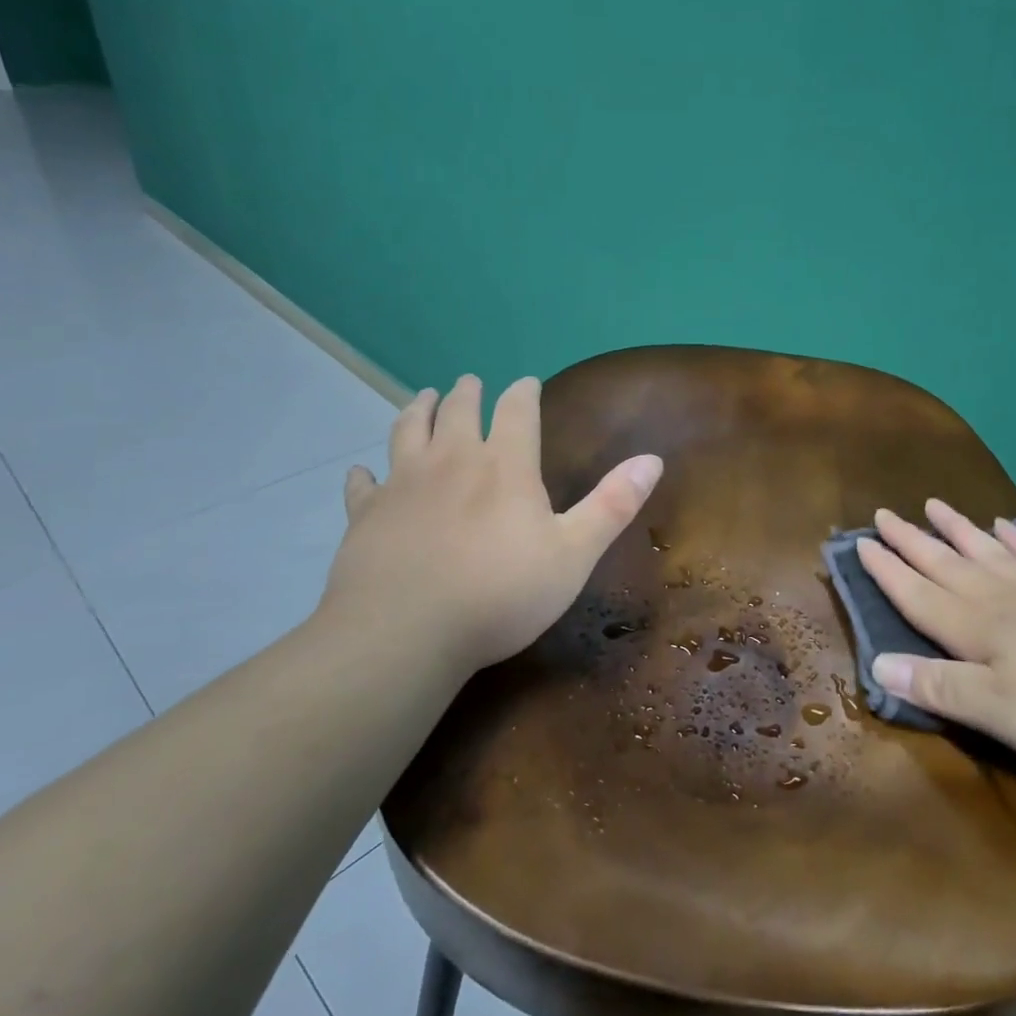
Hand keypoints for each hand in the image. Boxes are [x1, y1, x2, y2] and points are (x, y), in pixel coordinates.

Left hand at [317, 374, 662, 676]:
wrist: (406, 633)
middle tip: (470, 381)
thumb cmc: (501, 593)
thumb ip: (613, 504)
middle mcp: (452, 461)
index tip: (527, 382)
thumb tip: (653, 459)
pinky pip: (364, 486)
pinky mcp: (367, 516)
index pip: (517, 410)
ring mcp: (403, 485)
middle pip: (459, 411)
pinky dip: (364, 476)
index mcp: (505, 466)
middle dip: (469, 393)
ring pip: (408, 431)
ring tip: (425, 397)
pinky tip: (362, 473)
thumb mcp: (574, 553)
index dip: (524, 392)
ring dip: (419, 410)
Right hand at [857, 501, 1015, 778]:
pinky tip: (1010, 526)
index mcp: (977, 630)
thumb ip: (939, 687)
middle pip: (947, 564)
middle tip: (885, 513)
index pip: (918, 595)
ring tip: (935, 505)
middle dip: (912, 542)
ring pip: (988, 552)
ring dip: (959, 530)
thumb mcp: (1001, 713)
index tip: (860, 543)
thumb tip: (877, 664)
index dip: (887, 572)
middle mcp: (1003, 601)